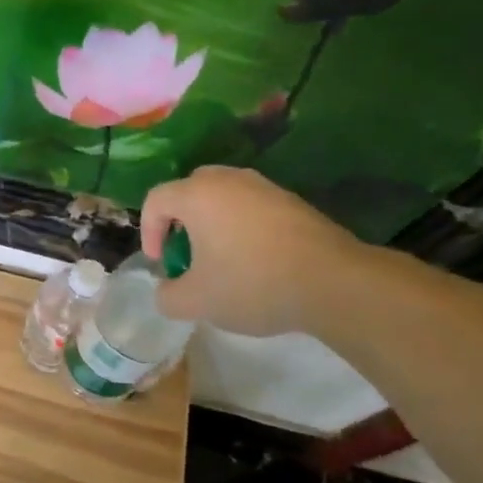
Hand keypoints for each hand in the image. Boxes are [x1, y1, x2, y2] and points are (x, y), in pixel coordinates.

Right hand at [140, 167, 369, 336]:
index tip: (161, 263)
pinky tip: (255, 260)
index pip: (156, 200)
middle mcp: (229, 180)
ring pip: (224, 197)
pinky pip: (252, 207)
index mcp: (197, 195)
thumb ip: (167, 296)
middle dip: (180, 221)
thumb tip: (167, 290)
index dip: (148, 232)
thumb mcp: (195, 302)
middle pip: (190, 190)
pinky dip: (242, 227)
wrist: (334, 283)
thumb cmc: (252, 284)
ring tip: (220, 259)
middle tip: (186, 253)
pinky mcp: (293, 202)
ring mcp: (265, 187)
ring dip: (213, 223)